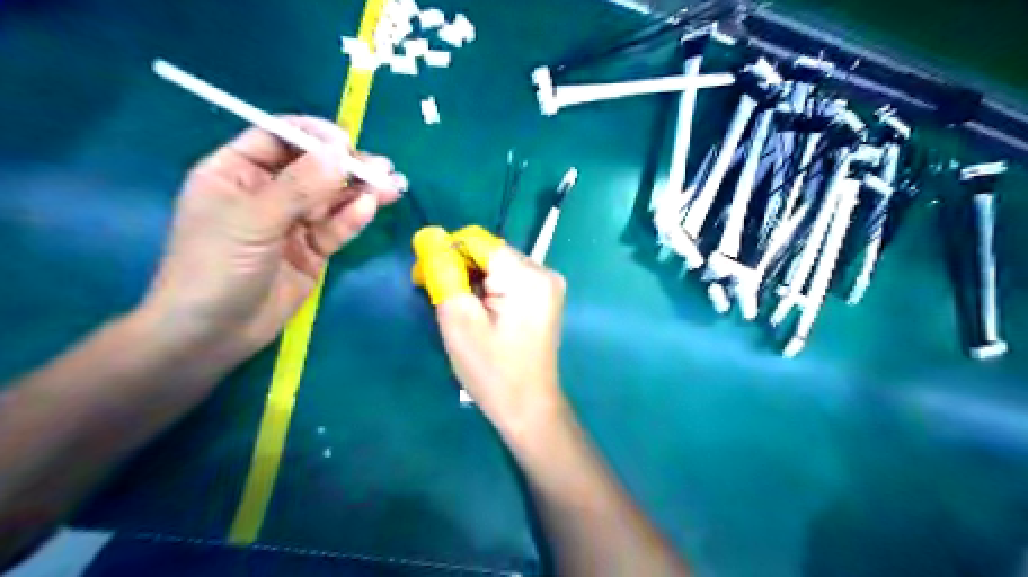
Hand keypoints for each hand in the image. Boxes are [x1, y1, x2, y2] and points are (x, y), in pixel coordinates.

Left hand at [139, 115, 404, 362]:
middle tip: (382, 166)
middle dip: (347, 166)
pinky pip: (336, 227)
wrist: (214, 334)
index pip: (279, 138)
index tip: (345, 142)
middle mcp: (267, 192)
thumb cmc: (216, 268)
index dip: (313, 136)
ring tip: (391, 185)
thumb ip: (299, 186)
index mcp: (236, 172)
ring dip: (360, 190)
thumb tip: (340, 152)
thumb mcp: (253, 220)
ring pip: (331, 198)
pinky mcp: (312, 249)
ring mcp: (292, 223)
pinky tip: (371, 208)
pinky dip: (353, 218)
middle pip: (313, 168)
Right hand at [412, 229, 570, 435]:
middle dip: (458, 268)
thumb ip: (443, 272)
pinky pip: (508, 279)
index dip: (446, 252)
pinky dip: (488, 289)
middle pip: (488, 252)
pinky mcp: (544, 297)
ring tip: (457, 309)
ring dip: (471, 279)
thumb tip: (429, 236)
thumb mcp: (458, 320)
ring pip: (496, 265)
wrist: (528, 407)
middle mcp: (543, 270)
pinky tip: (478, 311)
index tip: (425, 279)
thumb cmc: (491, 370)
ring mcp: (548, 284)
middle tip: (437, 297)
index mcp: (526, 275)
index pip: (477, 240)